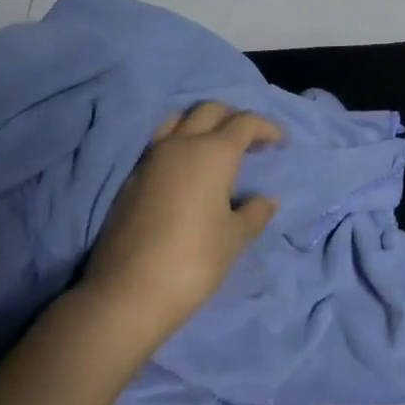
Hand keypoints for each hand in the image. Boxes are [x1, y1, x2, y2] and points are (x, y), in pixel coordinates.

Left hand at [75, 102, 281, 347]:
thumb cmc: (192, 261)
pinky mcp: (130, 179)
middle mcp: (182, 144)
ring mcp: (151, 159)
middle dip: (233, 117)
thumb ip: (255, 212)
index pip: (245, 122)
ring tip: (213, 147)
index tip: (279, 141)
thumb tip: (268, 199)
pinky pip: (159, 143)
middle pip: (210, 110)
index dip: (266, 127)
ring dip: (200, 123)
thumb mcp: (234, 238)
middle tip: (248, 140)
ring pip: (179, 119)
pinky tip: (185, 171)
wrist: (125, 294)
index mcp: (214, 152)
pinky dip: (178, 142)